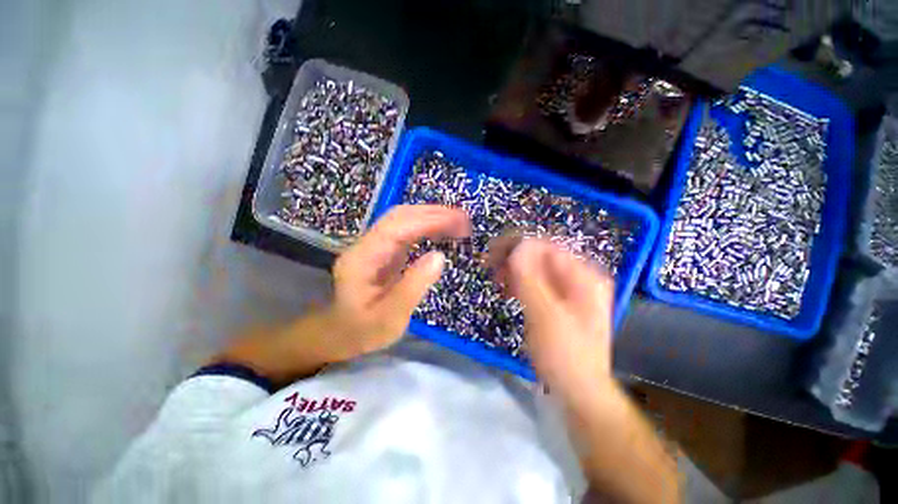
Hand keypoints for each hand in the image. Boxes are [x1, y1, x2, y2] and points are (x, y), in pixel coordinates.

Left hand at [213, 205, 469, 384]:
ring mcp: (372, 245)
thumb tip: (439, 256)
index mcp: (362, 259)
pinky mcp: (382, 251)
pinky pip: (405, 232)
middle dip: (433, 214)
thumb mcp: (389, 319)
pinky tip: (441, 232)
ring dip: (431, 217)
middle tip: (463, 219)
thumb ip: (413, 287)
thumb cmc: (362, 331)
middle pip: (399, 216)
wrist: (339, 334)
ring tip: (457, 222)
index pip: (397, 228)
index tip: (457, 221)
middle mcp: (365, 245)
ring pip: (402, 220)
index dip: (428, 220)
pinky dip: (426, 227)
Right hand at [502, 239, 614, 400]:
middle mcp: (579, 277)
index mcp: (583, 276)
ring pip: (537, 268)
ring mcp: (569, 289)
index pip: (547, 246)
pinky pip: (537, 282)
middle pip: (542, 256)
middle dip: (515, 259)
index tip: (493, 254)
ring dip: (515, 271)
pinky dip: (520, 284)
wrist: (578, 390)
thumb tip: (517, 246)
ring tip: (499, 283)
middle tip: (492, 269)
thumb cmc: (564, 354)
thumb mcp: (545, 314)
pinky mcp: (559, 301)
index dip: (518, 245)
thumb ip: (530, 277)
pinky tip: (510, 292)